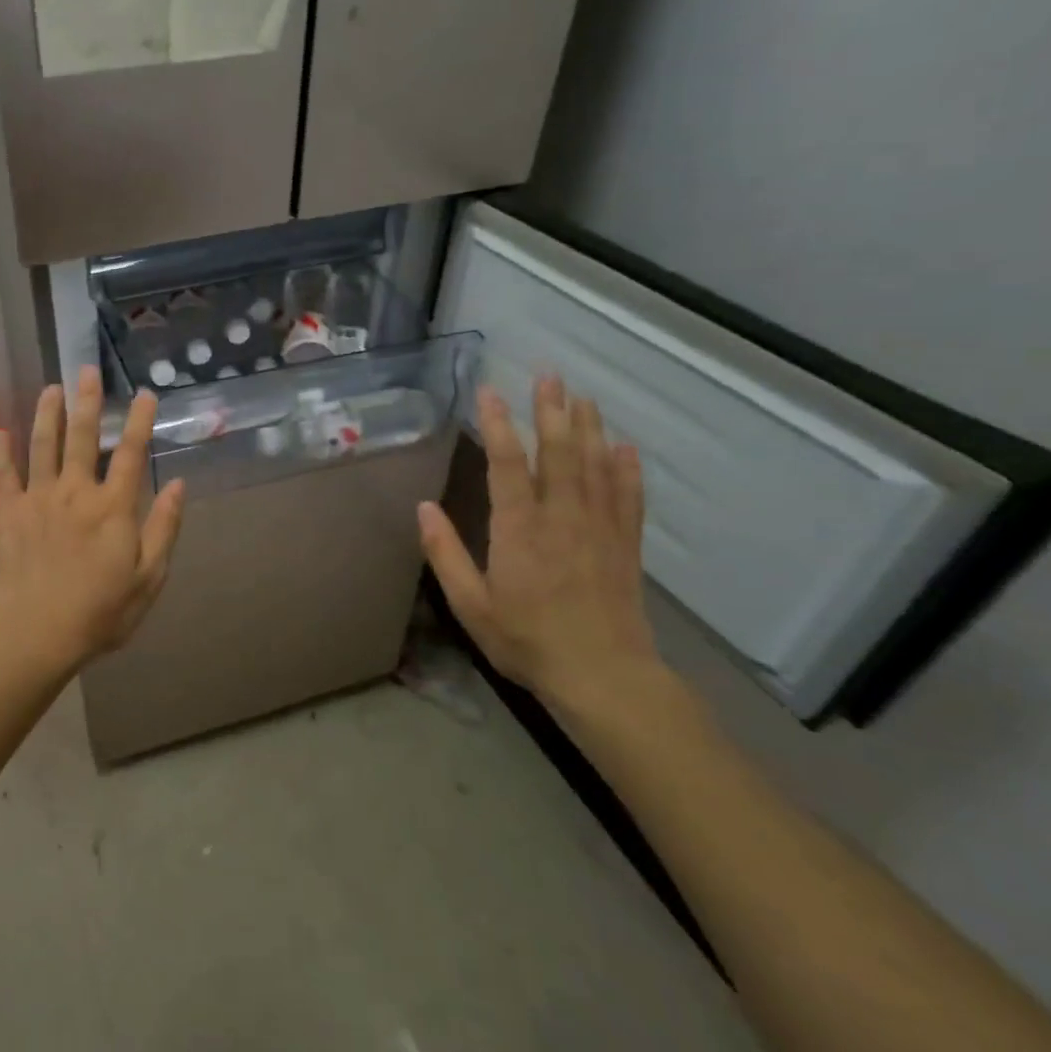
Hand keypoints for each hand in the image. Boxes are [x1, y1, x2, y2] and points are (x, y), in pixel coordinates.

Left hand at [0, 365, 185, 673]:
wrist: (36, 633)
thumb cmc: (100, 612)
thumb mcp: (148, 578)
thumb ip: (164, 529)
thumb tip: (178, 485)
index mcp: (113, 507)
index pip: (130, 453)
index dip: (139, 421)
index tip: (144, 393)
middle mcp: (76, 492)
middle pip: (82, 437)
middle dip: (87, 401)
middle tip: (87, 370)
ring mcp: (39, 499)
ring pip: (42, 446)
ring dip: (47, 414)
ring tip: (50, 387)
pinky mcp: (10, 513)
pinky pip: (3, 475)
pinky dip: (0, 453)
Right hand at [417, 376, 660, 713]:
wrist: (603, 676)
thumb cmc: (527, 640)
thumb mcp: (471, 604)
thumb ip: (445, 554)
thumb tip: (423, 507)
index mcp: (519, 529)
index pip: (507, 464)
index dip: (498, 423)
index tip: (490, 391)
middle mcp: (561, 518)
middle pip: (558, 453)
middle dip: (552, 410)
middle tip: (549, 375)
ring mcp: (598, 529)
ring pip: (595, 466)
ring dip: (589, 428)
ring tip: (583, 396)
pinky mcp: (624, 545)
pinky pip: (627, 498)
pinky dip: (626, 469)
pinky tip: (624, 447)